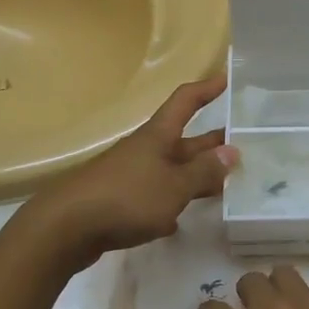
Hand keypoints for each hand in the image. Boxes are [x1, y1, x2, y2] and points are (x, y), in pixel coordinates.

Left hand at [28, 74, 236, 265]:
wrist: (64, 228)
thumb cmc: (126, 197)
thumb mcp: (174, 186)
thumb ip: (203, 172)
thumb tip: (231, 152)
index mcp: (158, 136)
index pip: (185, 101)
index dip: (206, 89)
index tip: (227, 79)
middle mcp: (145, 150)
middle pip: (183, 140)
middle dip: (212, 142)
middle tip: (244, 144)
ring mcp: (131, 176)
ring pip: (172, 170)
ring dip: (196, 175)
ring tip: (225, 183)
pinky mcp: (120, 203)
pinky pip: (154, 196)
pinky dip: (170, 203)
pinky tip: (181, 219)